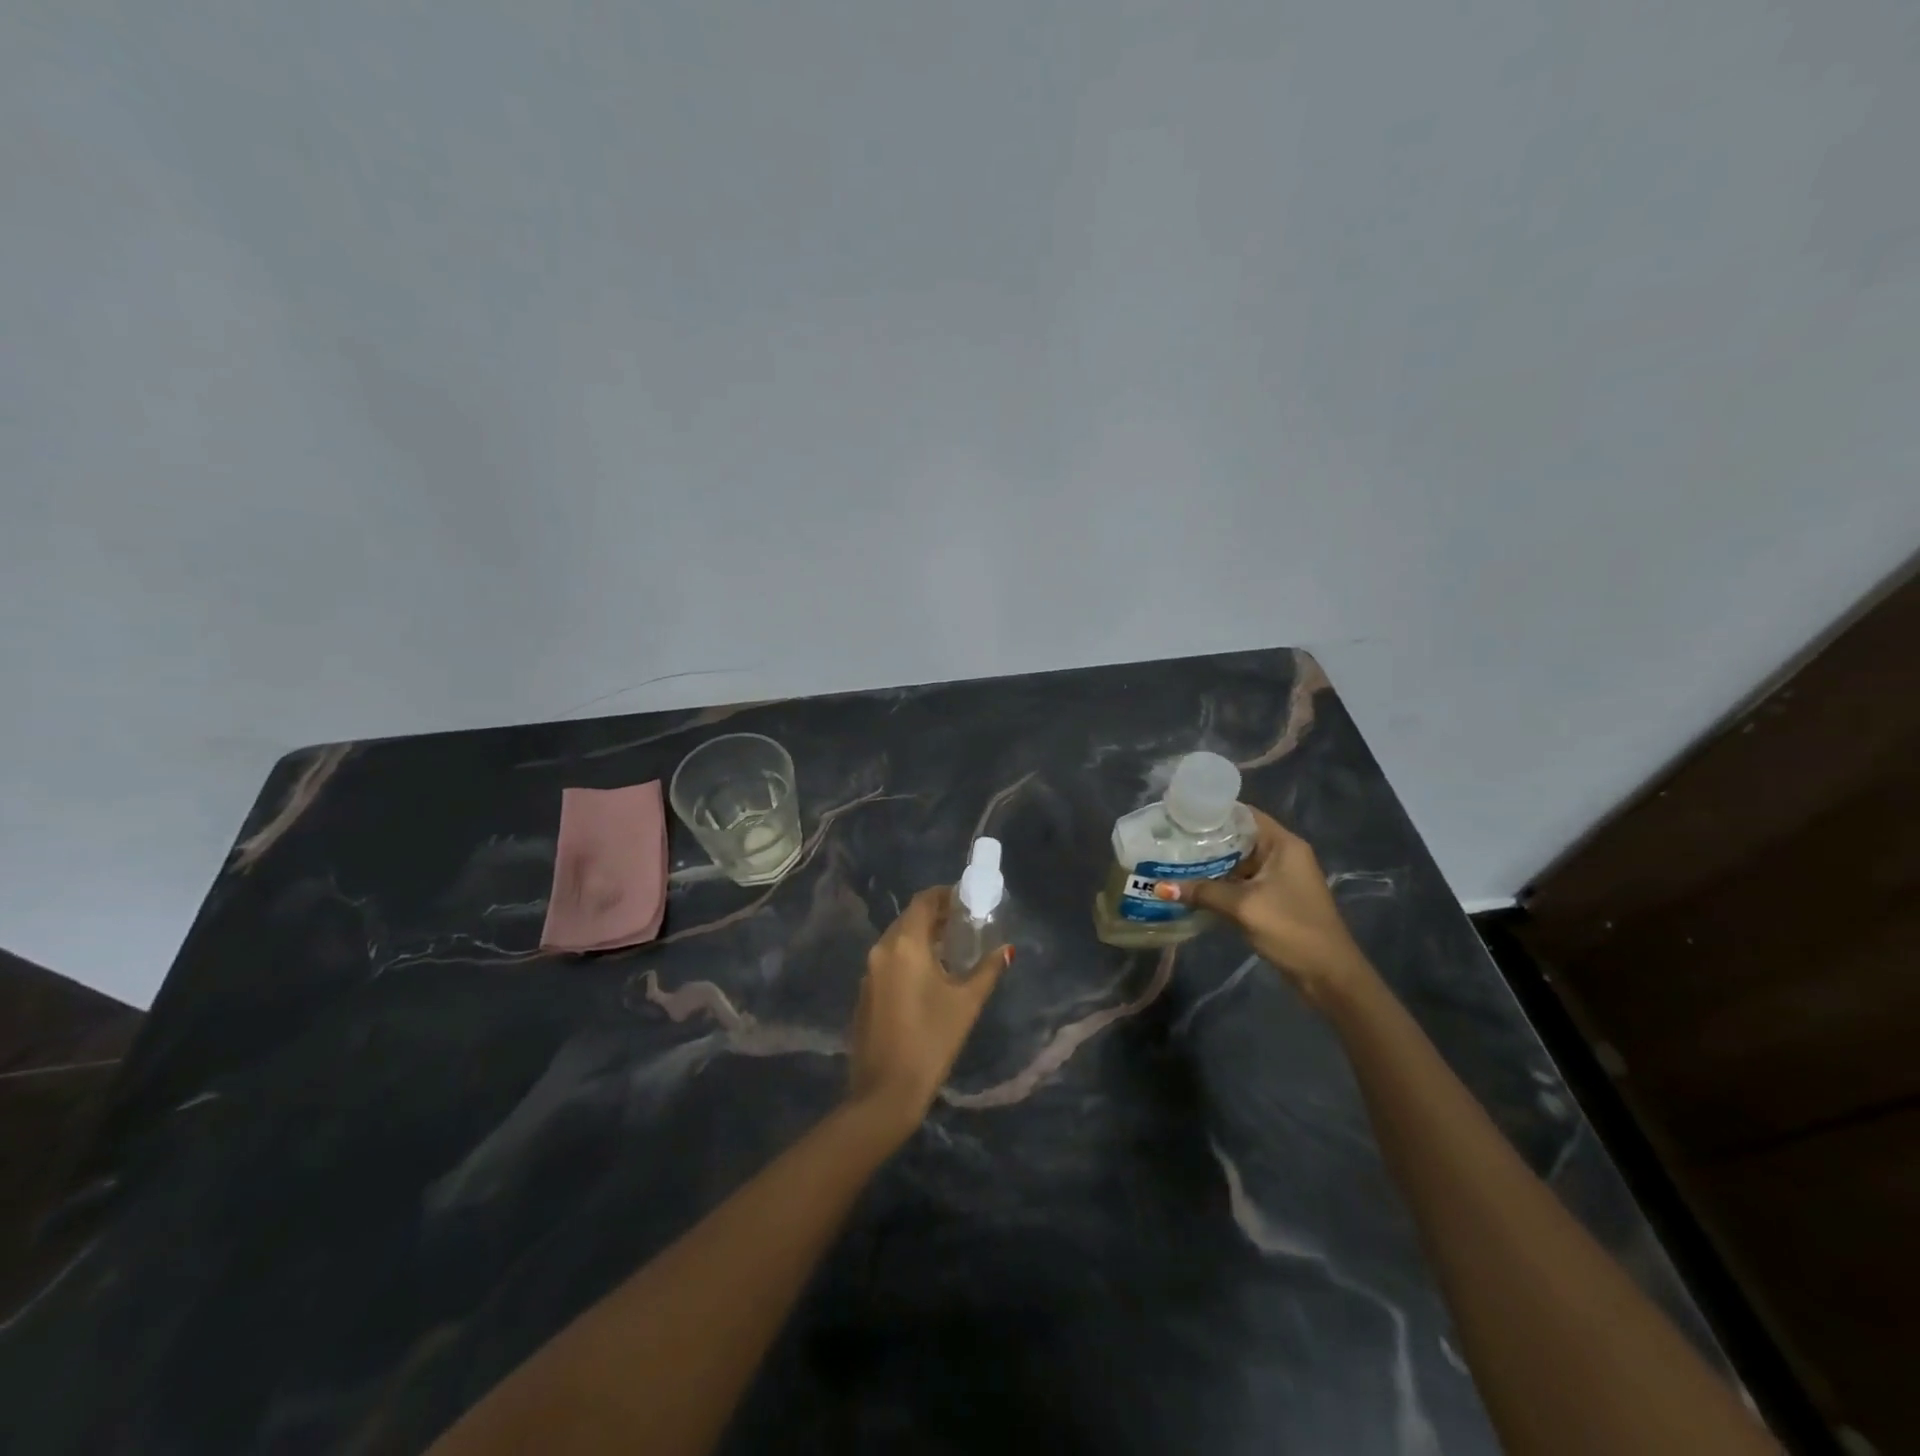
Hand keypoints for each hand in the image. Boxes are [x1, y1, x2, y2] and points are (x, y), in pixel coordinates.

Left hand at [848, 887, 1011, 1128]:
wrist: (885, 1091)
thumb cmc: (932, 1040)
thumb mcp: (966, 1003)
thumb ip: (987, 970)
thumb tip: (1006, 950)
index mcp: (905, 944)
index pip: (923, 901)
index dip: (944, 895)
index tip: (966, 900)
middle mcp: (882, 949)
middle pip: (908, 919)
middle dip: (935, 917)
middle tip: (964, 924)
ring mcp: (869, 972)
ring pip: (896, 940)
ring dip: (921, 937)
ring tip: (950, 948)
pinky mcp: (864, 993)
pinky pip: (888, 961)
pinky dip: (908, 957)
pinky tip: (927, 977)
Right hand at [1157, 808, 1371, 1010]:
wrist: (1329, 976)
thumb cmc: (1291, 929)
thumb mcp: (1243, 907)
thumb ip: (1202, 892)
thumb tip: (1159, 886)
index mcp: (1283, 844)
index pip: (1244, 814)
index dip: (1212, 812)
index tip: (1180, 815)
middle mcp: (1282, 854)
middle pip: (1238, 837)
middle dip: (1205, 839)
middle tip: (1169, 839)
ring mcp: (1279, 877)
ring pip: (1237, 861)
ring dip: (1210, 863)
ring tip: (1173, 860)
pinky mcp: (1274, 898)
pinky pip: (1241, 881)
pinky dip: (1219, 882)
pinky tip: (1192, 886)